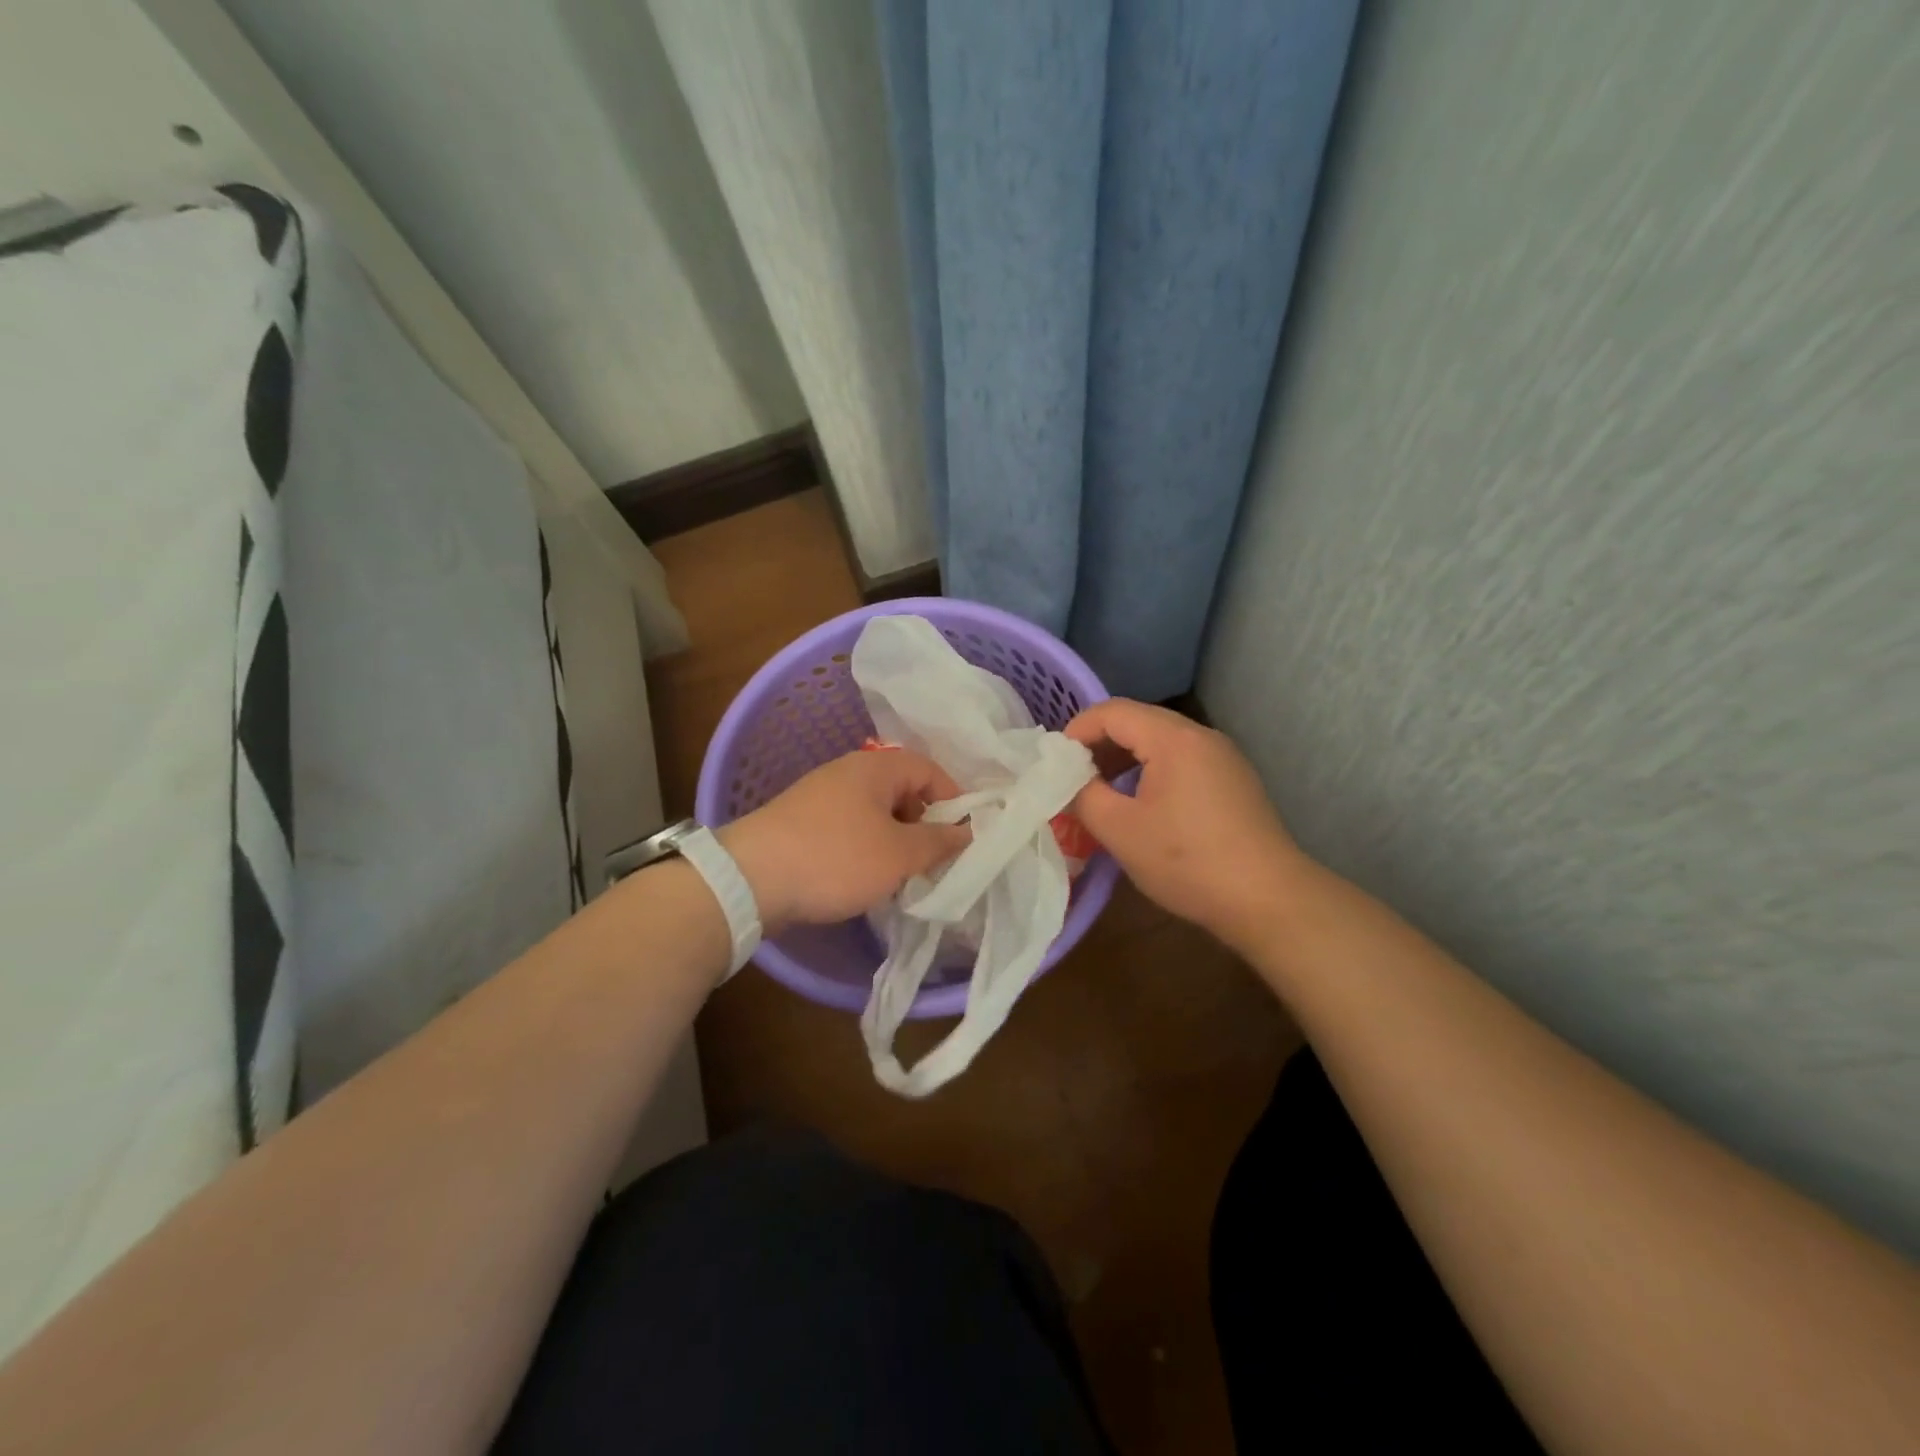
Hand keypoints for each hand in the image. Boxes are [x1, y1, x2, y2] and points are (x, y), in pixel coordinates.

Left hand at [718, 749, 970, 932]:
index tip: (964, 836)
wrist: (749, 879)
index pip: (930, 769)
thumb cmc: (835, 858)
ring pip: (876, 813)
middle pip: (903, 790)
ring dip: (896, 840)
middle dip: (924, 824)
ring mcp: (821, 796)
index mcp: (876, 767)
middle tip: (934, 860)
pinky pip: (850, 828)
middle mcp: (848, 772)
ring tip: (903, 875)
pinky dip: (867, 848)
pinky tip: (866, 878)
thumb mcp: (899, 855)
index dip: (954, 800)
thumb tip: (968, 831)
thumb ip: (939, 842)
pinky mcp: (802, 823)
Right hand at [1064, 699, 1308, 950]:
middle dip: (1099, 744)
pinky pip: (1182, 760)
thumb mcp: (1120, 830)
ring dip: (1124, 758)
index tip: (1055, 764)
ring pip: (1161, 741)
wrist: (1268, 900)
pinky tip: (1141, 805)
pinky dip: (1151, 770)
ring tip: (1101, 791)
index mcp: (1174, 738)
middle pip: (1138, 721)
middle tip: (1073, 777)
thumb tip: (1068, 780)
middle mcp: (1201, 736)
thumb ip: (1083, 795)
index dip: (1077, 731)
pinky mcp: (1234, 780)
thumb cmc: (1187, 861)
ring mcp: (1223, 757)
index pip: (1112, 711)